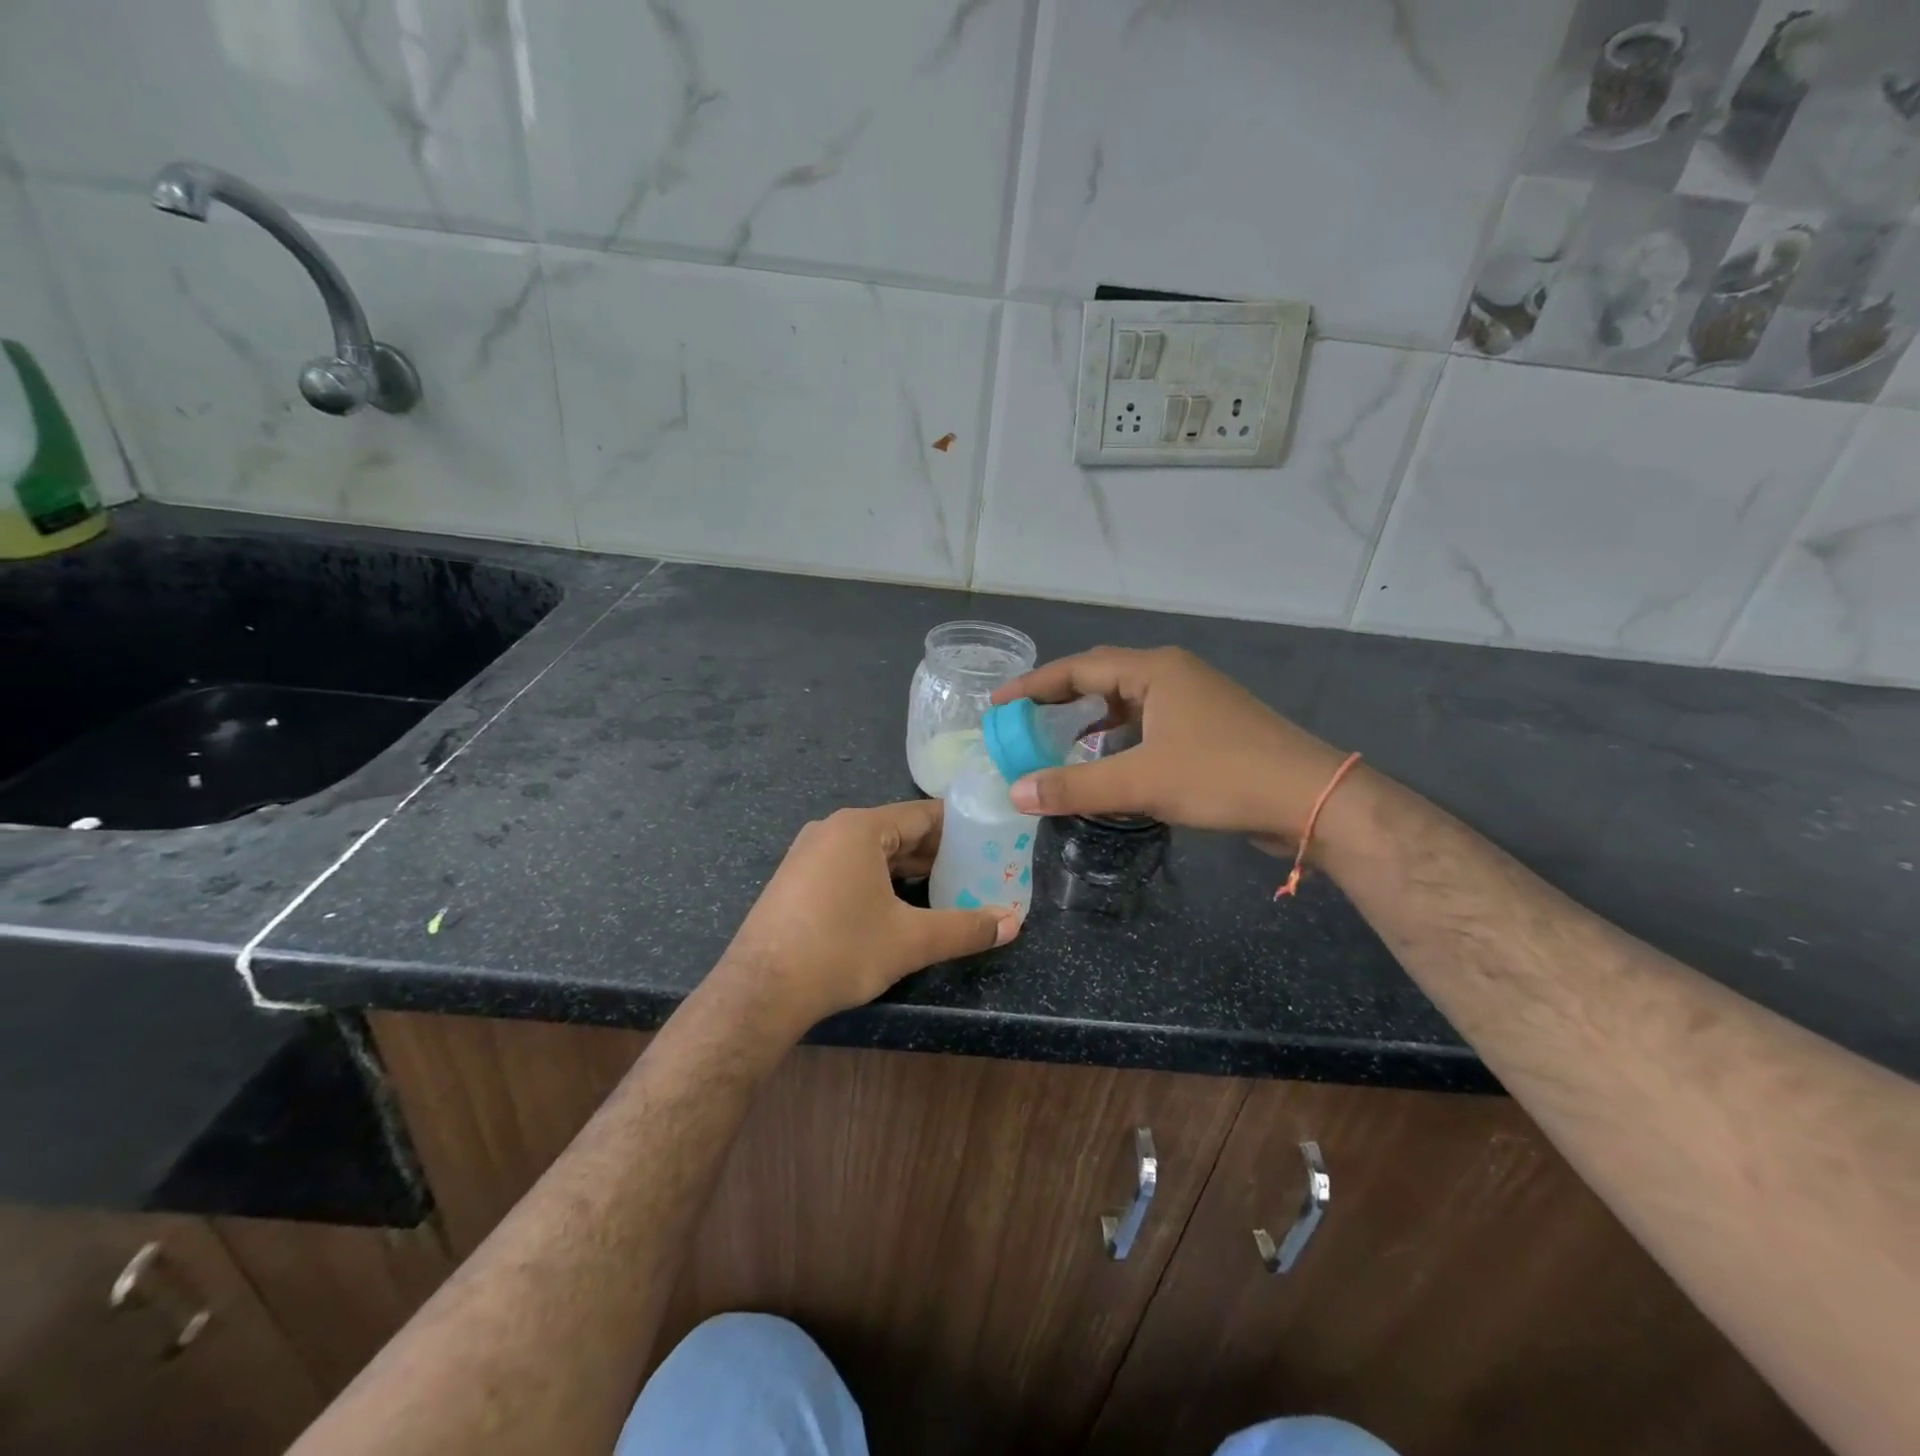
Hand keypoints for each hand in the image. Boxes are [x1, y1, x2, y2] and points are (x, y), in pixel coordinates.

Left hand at [718, 801, 1018, 1033]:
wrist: (760, 991)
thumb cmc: (840, 950)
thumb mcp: (911, 940)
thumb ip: (965, 928)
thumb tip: (1013, 923)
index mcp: (860, 828)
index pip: (923, 816)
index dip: (960, 828)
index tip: (989, 843)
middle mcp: (832, 829)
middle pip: (897, 832)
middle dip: (936, 853)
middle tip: (974, 873)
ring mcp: (808, 853)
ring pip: (872, 853)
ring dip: (907, 870)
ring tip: (943, 891)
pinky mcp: (795, 880)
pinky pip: (848, 867)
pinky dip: (878, 880)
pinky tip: (895, 907)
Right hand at [992, 647, 1349, 842]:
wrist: (1312, 799)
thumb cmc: (1223, 777)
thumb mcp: (1141, 782)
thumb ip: (1074, 787)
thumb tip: (1014, 792)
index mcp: (1155, 671)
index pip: (1079, 668)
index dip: (1034, 685)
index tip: (997, 703)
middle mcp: (1173, 675)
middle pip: (1102, 677)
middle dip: (1060, 697)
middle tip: (1022, 719)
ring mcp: (1195, 700)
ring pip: (1128, 702)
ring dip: (1091, 718)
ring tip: (1057, 738)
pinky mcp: (1209, 728)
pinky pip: (1149, 723)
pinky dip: (1120, 737)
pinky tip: (1110, 761)